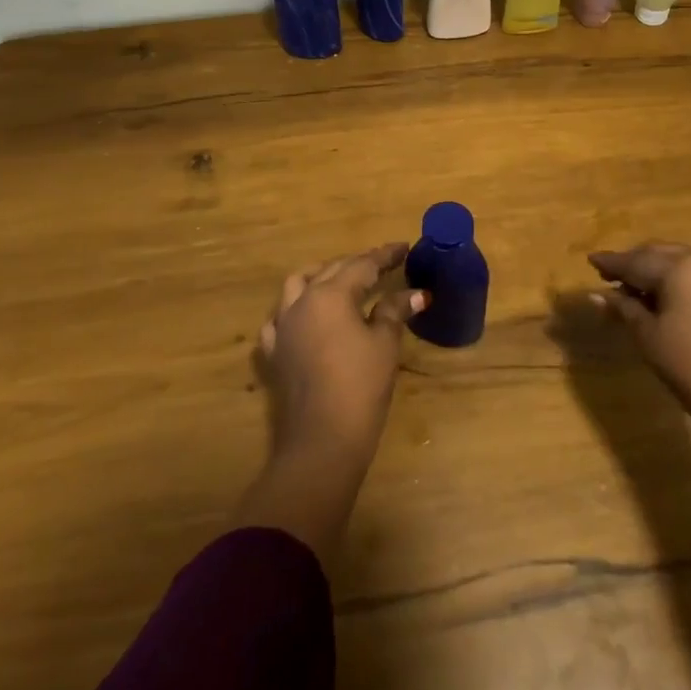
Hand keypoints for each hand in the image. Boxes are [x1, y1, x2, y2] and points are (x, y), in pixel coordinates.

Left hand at [257, 242, 424, 469]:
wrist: (321, 442)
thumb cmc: (360, 387)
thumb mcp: (385, 345)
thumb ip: (394, 311)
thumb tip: (416, 294)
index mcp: (331, 294)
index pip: (362, 264)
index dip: (385, 255)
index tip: (404, 247)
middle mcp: (302, 301)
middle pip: (332, 270)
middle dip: (358, 263)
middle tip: (383, 263)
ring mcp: (283, 326)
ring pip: (298, 284)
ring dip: (321, 276)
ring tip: (341, 280)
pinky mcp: (274, 351)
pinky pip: (280, 318)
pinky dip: (295, 308)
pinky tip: (306, 316)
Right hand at [589, 243, 690, 441]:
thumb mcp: (649, 336)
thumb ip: (623, 308)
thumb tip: (596, 294)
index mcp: (680, 267)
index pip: (636, 260)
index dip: (611, 263)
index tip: (591, 260)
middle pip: (657, 254)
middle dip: (632, 264)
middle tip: (608, 277)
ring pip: (677, 261)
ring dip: (653, 272)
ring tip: (631, 290)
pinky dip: (674, 280)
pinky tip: (660, 297)